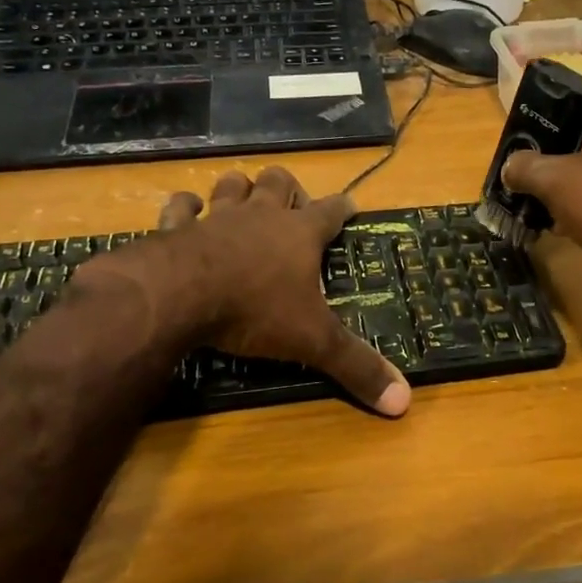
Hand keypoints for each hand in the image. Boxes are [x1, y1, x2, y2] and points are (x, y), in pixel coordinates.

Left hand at [156, 167, 410, 416]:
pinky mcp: (177, 228)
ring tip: (244, 198)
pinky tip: (187, 210)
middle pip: (278, 182)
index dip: (343, 207)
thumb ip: (356, 366)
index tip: (350, 205)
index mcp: (300, 235)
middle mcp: (261, 216)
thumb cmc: (256, 310)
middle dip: (287, 188)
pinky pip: (181, 208)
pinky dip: (184, 207)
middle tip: (291, 206)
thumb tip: (404, 400)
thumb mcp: (314, 340)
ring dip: (239, 188)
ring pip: (232, 185)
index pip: (331, 211)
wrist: (181, 296)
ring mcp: (217, 218)